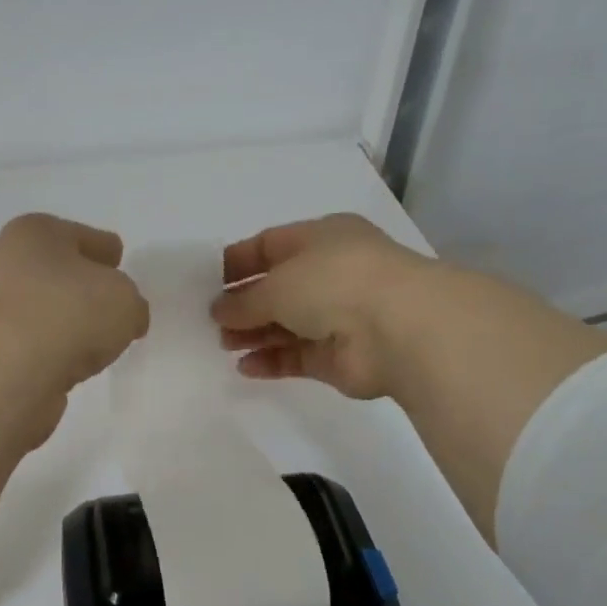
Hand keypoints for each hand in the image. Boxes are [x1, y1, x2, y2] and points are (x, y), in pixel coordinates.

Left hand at [0, 213, 149, 401]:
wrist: (12, 370)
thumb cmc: (70, 312)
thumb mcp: (125, 299)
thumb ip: (132, 304)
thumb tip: (124, 320)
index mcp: (37, 232)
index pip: (83, 236)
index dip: (105, 250)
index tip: (118, 263)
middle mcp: (11, 264)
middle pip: (62, 273)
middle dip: (87, 288)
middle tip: (115, 306)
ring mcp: (0, 311)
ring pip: (50, 311)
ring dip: (71, 324)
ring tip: (100, 342)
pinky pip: (42, 346)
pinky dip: (58, 353)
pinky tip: (76, 365)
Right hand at [212, 212, 606, 539]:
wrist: (398, 329)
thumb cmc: (335, 283)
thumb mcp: (277, 282)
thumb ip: (244, 300)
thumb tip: (218, 311)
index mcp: (322, 238)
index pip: (271, 245)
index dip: (238, 262)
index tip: (208, 281)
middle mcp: (331, 274)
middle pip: (278, 288)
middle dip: (244, 304)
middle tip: (210, 320)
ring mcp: (338, 316)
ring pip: (286, 324)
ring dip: (254, 333)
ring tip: (221, 344)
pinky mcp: (339, 356)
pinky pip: (297, 356)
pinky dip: (272, 361)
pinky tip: (244, 367)